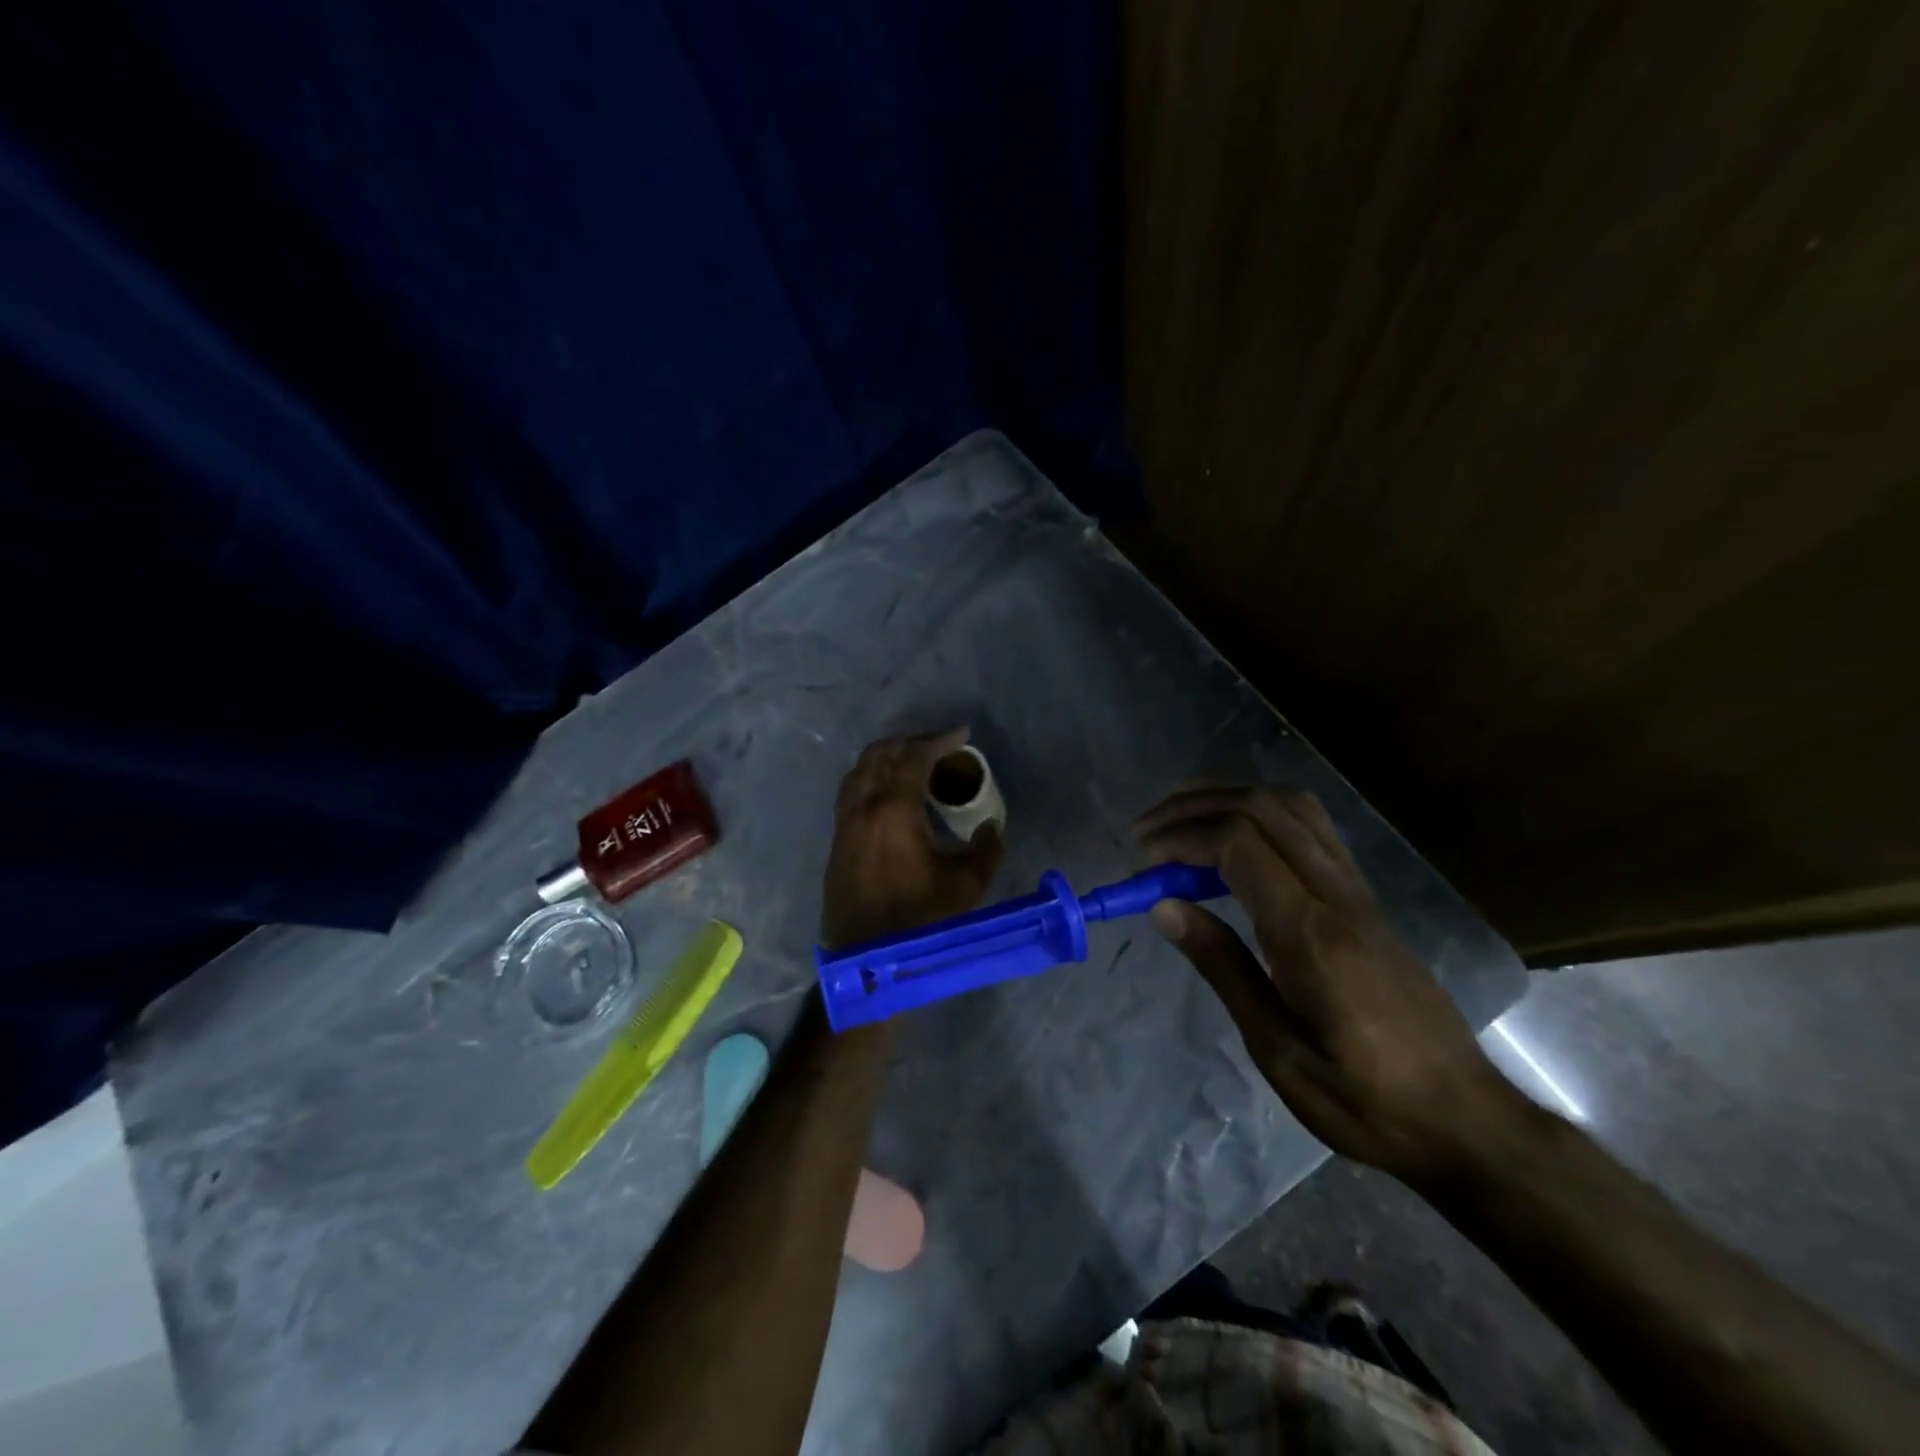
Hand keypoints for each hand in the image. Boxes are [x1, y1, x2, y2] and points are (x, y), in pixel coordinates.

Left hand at [822, 728, 1004, 948]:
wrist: (868, 962)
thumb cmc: (921, 922)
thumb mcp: (967, 886)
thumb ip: (986, 850)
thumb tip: (992, 828)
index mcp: (893, 810)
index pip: (914, 757)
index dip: (938, 740)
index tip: (961, 734)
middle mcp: (862, 808)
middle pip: (879, 756)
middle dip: (909, 742)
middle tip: (937, 745)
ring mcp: (844, 825)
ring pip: (858, 772)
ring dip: (885, 759)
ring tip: (912, 764)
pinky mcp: (837, 844)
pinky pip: (850, 794)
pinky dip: (870, 780)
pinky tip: (889, 796)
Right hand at [1135, 786, 1517, 1185]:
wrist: (1465, 1120)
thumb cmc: (1363, 1099)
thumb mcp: (1277, 1048)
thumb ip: (1222, 967)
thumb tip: (1164, 908)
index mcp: (1310, 933)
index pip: (1240, 843)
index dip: (1182, 838)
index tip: (1142, 863)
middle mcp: (1337, 896)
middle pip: (1263, 808)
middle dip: (1196, 807)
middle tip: (1147, 832)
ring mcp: (1359, 893)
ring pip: (1293, 807)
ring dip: (1230, 800)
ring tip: (1182, 821)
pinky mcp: (1367, 901)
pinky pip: (1312, 830)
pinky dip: (1262, 816)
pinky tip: (1235, 844)